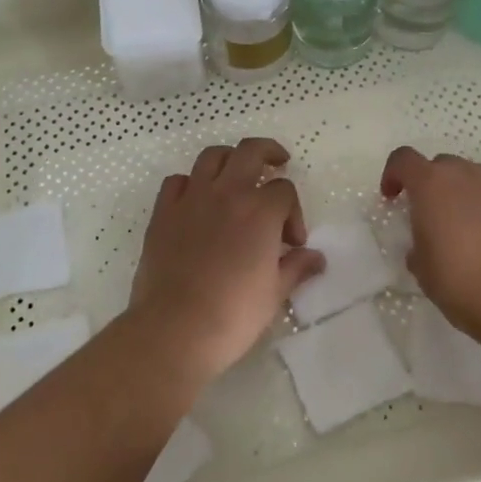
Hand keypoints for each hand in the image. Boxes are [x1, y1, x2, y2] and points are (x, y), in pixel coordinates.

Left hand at [129, 138, 325, 381]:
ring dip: (230, 159)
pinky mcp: (163, 212)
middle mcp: (227, 193)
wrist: (175, 330)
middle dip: (269, 152)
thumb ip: (296, 267)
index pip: (284, 190)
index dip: (294, 212)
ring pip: (212, 156)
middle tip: (278, 163)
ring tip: (237, 174)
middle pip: (251, 151)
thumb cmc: (233, 315)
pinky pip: (177, 181)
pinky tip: (197, 200)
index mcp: (260, 210)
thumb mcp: (274, 293)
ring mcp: (192, 198)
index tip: (292, 242)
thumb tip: (316, 257)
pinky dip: (190, 183)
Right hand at [381, 147, 480, 339]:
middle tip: (433, 217)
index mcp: (429, 185)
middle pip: (441, 165)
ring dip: (465, 192)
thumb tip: (426, 245)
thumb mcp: (423, 270)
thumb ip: (418, 246)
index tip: (393, 197)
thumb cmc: (461, 283)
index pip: (402, 159)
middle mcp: (462, 174)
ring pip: (473, 175)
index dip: (393, 174)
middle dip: (432, 185)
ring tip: (470, 226)